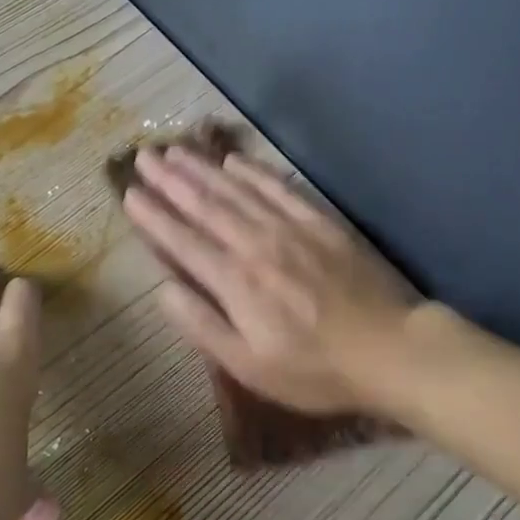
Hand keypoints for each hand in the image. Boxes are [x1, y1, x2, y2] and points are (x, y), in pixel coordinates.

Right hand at [122, 147, 419, 414]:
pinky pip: (279, 187)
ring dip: (203, 168)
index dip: (153, 216)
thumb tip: (163, 289)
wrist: (390, 351)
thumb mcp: (249, 365)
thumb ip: (202, 325)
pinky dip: (253, 171)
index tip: (130, 193)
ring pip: (236, 190)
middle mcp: (256, 244)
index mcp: (235, 282)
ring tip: (176, 150)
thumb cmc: (314, 369)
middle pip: (205, 204)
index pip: (183, 240)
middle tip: (144, 156)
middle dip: (170, 179)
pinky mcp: (320, 222)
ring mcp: (290, 228)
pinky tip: (234, 160)